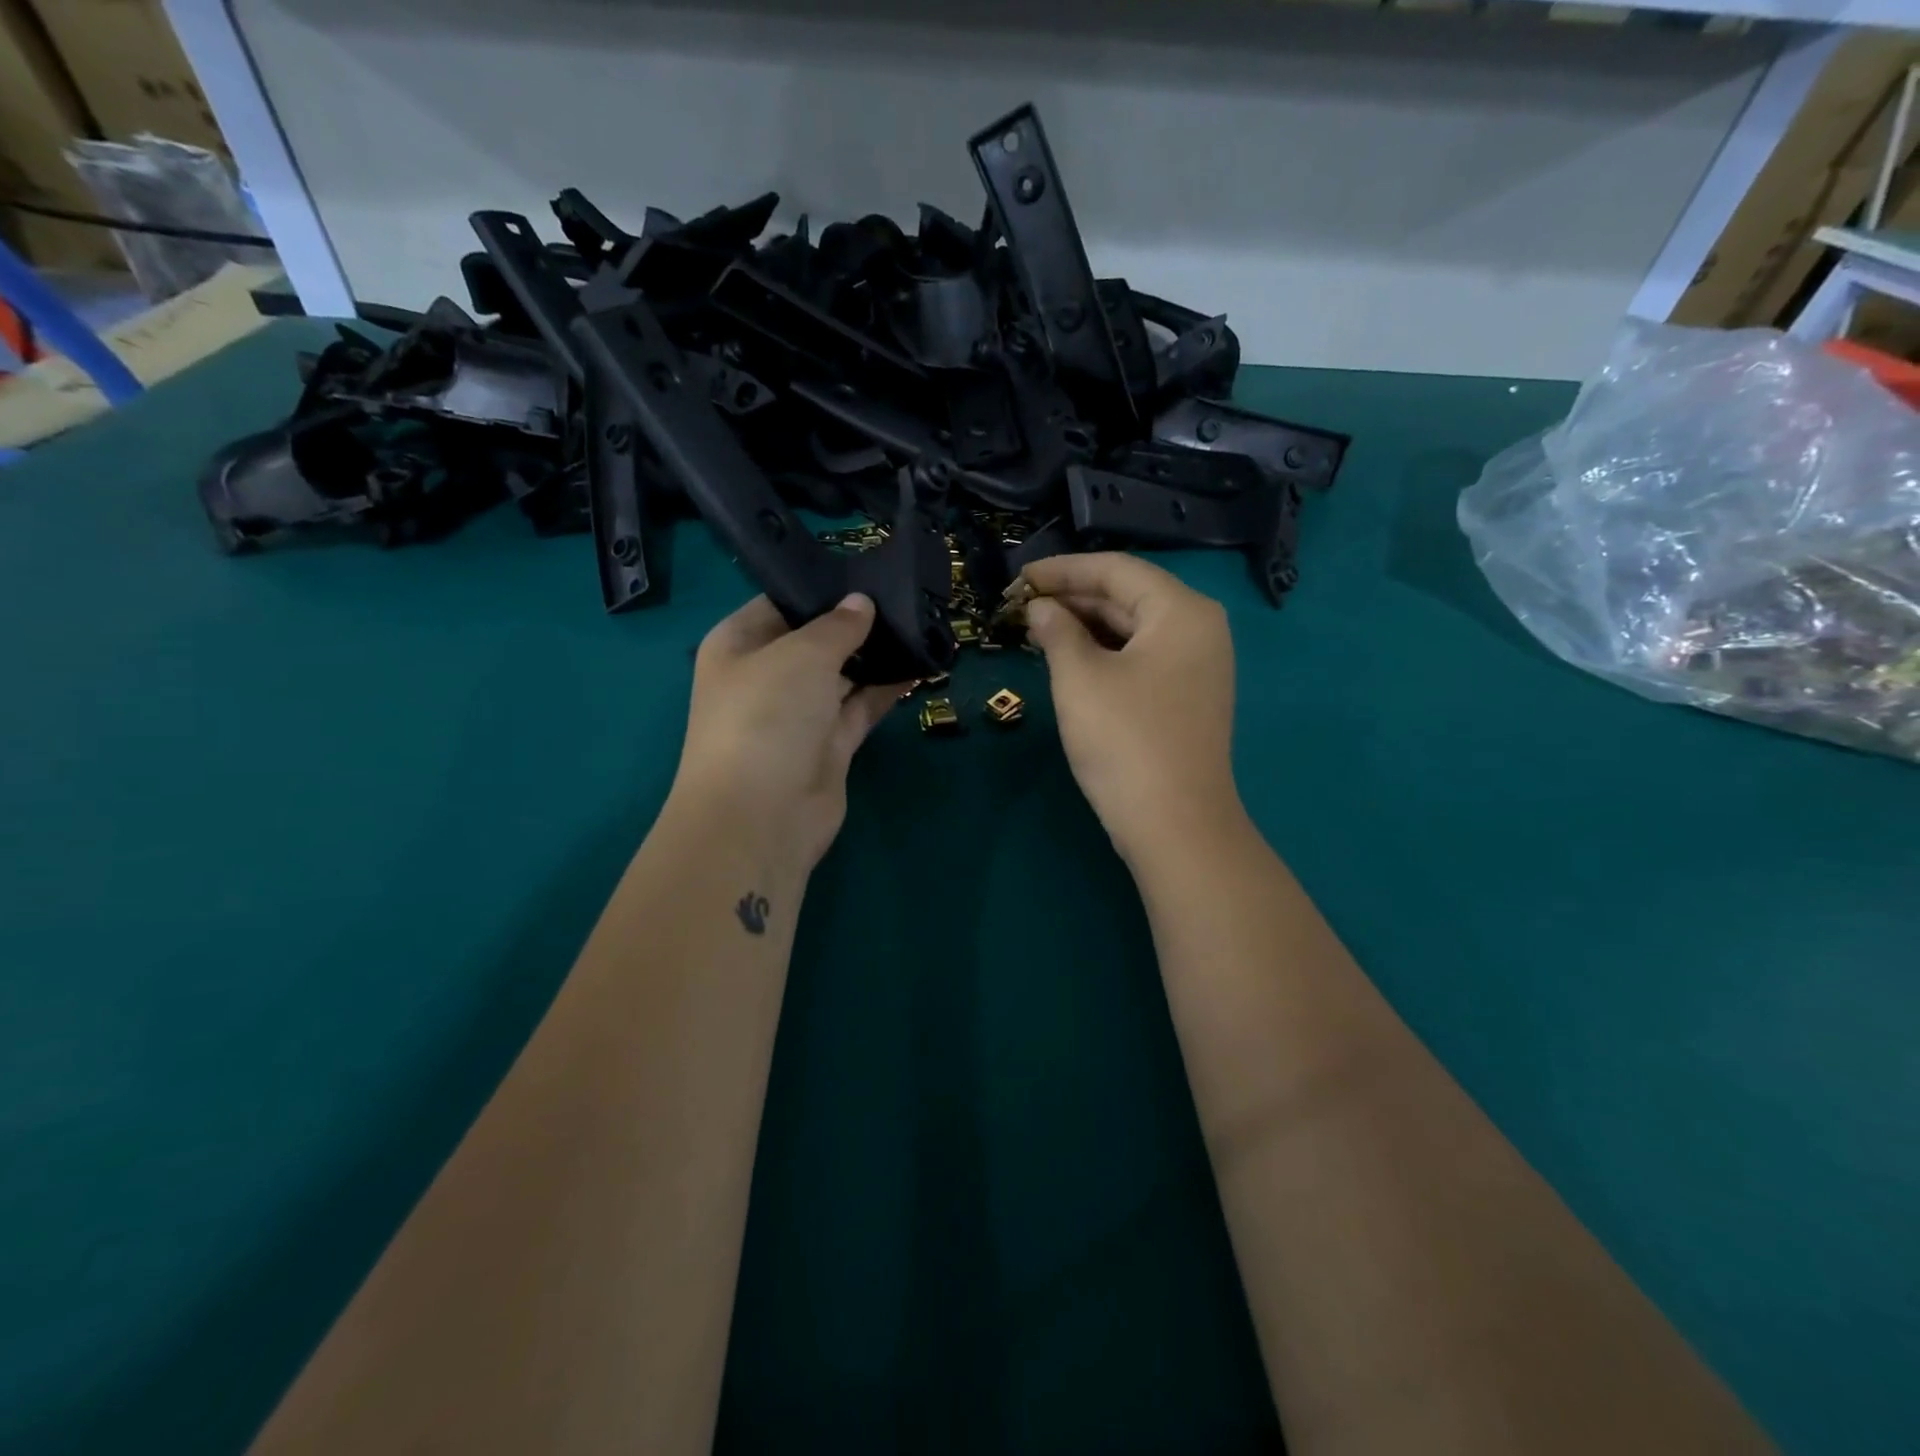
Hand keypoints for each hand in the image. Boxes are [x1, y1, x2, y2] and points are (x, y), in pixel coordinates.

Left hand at [668, 593, 910, 873]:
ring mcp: (799, 714)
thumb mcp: (802, 655)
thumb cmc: (766, 716)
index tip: (869, 569)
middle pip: (815, 640)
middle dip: (856, 622)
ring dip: (876, 656)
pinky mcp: (829, 746)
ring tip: (920, 623)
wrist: (761, 816)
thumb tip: (861, 602)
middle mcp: (766, 676)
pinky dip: (886, 689)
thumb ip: (837, 626)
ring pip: (843, 675)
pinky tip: (921, 664)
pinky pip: (861, 707)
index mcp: (738, 644)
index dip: (822, 589)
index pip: (781, 603)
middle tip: (907, 595)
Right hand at [1020, 554, 1244, 865]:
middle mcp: (1199, 629)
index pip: (1116, 570)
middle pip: (1128, 597)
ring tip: (1035, 630)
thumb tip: (1040, 609)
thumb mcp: (1080, 678)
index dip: (1063, 570)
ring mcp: (1197, 666)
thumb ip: (1056, 631)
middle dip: (1072, 598)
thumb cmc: (1125, 740)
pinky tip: (1067, 659)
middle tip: (1020, 606)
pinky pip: (1141, 658)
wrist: (1174, 824)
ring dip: (1084, 627)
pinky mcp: (1186, 697)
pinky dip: (1103, 654)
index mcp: (1182, 611)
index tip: (1019, 579)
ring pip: (1133, 630)